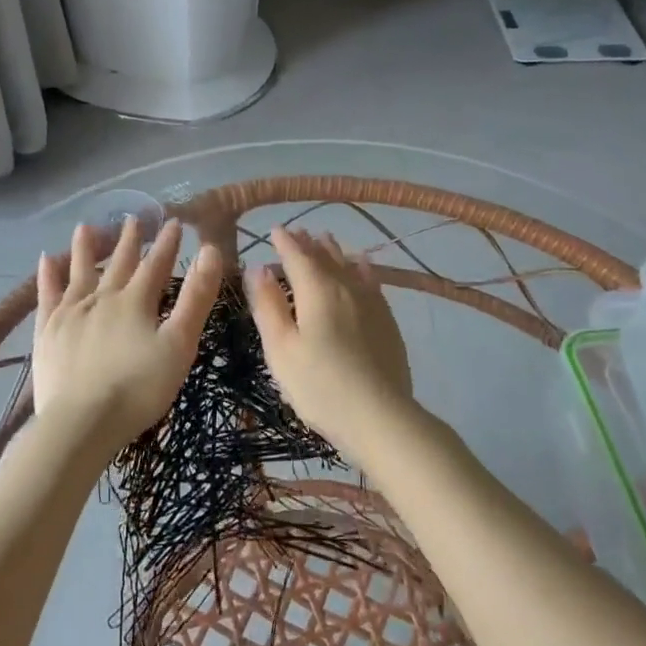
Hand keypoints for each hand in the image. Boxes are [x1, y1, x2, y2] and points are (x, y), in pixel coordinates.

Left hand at [32, 217, 221, 461]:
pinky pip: (47, 295)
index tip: (174, 221)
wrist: (82, 422)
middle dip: (129, 240)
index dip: (167, 243)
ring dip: (86, 248)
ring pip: (79, 271)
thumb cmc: (139, 388)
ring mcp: (70, 313)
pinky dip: (48, 276)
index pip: (156, 264)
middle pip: (118, 263)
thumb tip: (210, 250)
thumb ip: (196, 298)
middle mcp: (101, 298)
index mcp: (136, 301)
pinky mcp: (47, 332)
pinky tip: (46, 261)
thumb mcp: (179, 344)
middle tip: (134, 217)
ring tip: (87, 226)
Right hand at [245, 227, 414, 457]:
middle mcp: (346, 286)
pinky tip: (361, 265)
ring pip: (349, 265)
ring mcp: (371, 302)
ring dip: (333, 251)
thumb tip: (258, 269)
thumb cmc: (319, 385)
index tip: (274, 230)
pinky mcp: (387, 320)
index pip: (296, 256)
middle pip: (324, 256)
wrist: (379, 415)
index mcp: (316, 290)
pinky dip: (361, 267)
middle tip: (297, 232)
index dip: (284, 242)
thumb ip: (268, 306)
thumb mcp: (280, 349)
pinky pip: (371, 280)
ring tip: (325, 239)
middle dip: (308, 243)